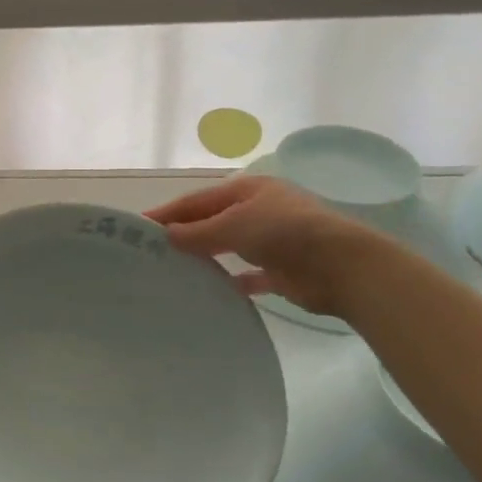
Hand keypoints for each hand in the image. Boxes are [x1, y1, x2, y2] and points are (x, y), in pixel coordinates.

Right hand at [146, 176, 385, 319]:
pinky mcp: (282, 271)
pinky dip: (232, 281)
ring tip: (174, 271)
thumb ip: (197, 231)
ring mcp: (272, 241)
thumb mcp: (233, 225)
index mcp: (247, 191)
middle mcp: (259, 211)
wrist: (343, 266)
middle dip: (184, 234)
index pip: (197, 200)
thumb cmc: (284, 232)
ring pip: (229, 246)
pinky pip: (249, 275)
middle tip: (152, 252)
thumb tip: (166, 235)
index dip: (168, 212)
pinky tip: (213, 291)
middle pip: (212, 221)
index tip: (139, 227)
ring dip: (205, 256)